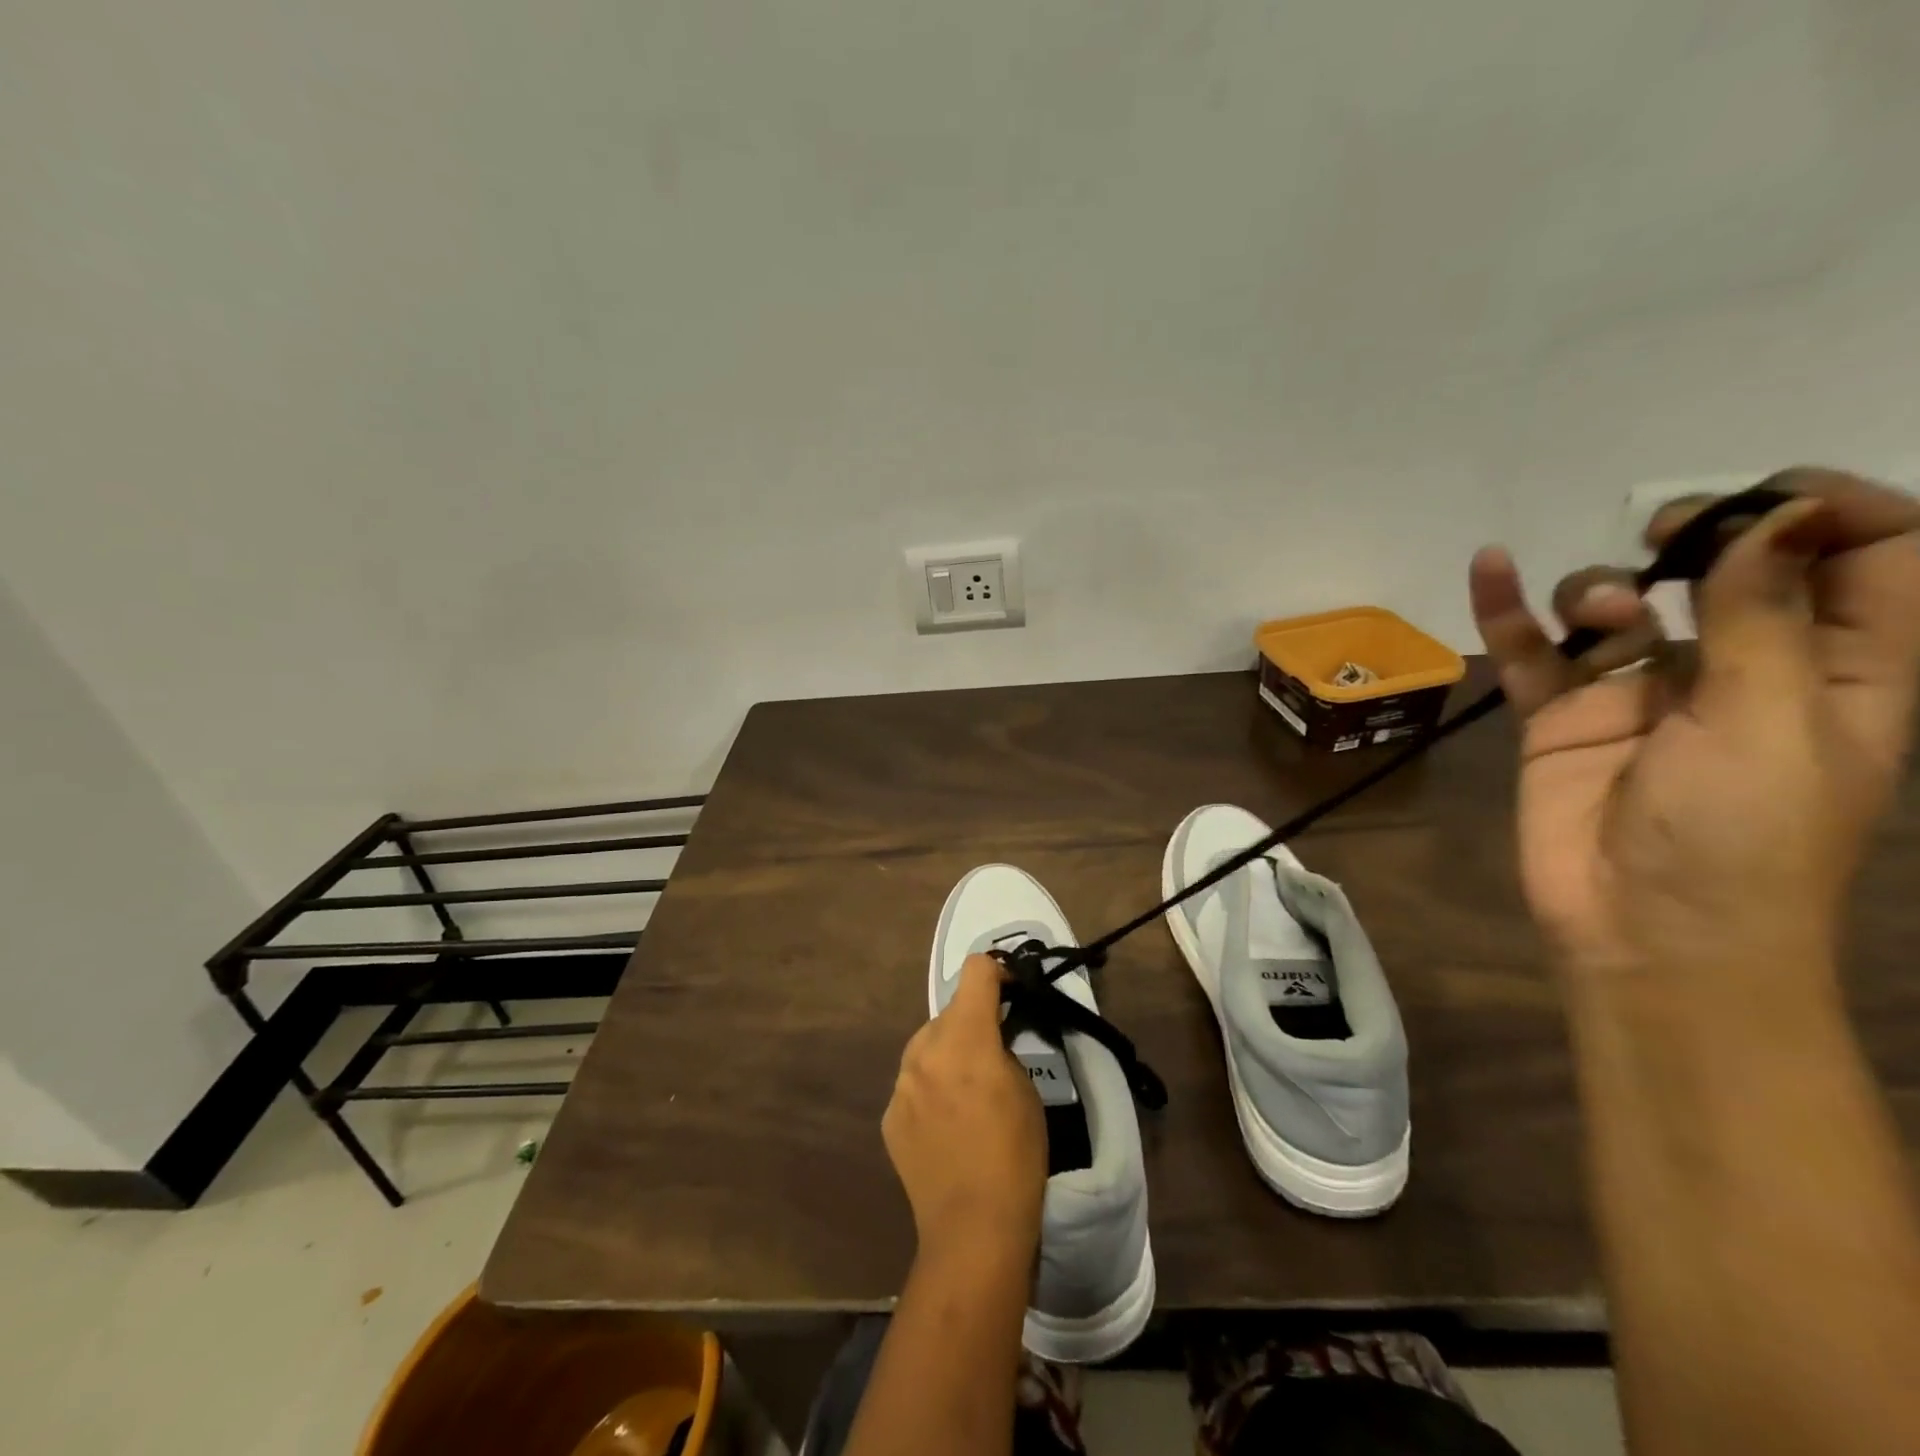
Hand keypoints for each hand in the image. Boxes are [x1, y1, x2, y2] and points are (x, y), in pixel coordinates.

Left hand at [883, 953, 1045, 1264]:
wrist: (972, 1229)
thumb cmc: (1014, 1156)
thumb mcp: (1026, 1091)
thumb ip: (1003, 1050)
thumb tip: (990, 1039)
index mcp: (965, 1038)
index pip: (975, 971)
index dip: (997, 973)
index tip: (1011, 993)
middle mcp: (924, 1050)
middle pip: (950, 1012)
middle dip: (973, 1022)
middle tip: (993, 1055)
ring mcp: (900, 1083)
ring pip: (927, 1045)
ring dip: (948, 1054)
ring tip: (966, 1093)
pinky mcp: (889, 1114)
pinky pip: (913, 1083)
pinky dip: (930, 1088)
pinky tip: (946, 1125)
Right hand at [1469, 467, 1919, 980]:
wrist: (1643, 929)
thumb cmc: (1742, 836)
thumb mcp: (1773, 721)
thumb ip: (1765, 616)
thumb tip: (1775, 515)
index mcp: (1837, 670)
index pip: (1872, 558)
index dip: (1830, 512)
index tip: (1764, 501)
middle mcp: (1740, 670)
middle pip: (1731, 569)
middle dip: (1700, 534)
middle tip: (1665, 537)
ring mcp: (1639, 692)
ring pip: (1619, 606)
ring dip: (1598, 587)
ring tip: (1588, 612)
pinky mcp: (1562, 716)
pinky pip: (1532, 652)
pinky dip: (1506, 611)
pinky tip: (1488, 567)